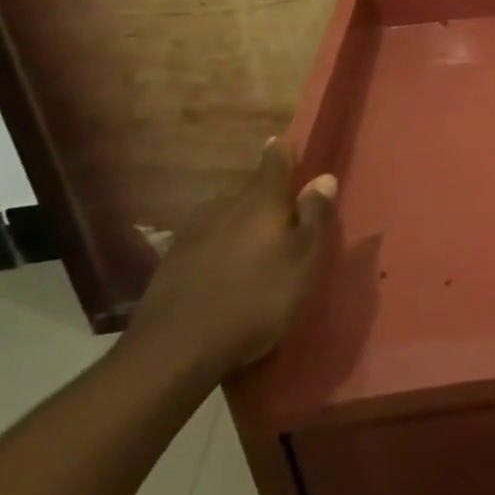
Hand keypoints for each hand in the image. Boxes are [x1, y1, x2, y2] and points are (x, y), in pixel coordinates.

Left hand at [122, 140, 336, 382]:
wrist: (175, 350)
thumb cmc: (256, 299)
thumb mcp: (303, 260)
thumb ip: (315, 216)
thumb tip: (323, 177)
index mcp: (261, 200)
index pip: (274, 161)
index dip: (283, 152)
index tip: (286, 145)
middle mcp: (224, 206)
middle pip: (249, 190)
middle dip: (266, 197)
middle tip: (283, 215)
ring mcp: (193, 233)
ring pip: (225, 216)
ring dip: (241, 225)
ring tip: (255, 247)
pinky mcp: (171, 262)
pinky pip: (206, 242)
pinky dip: (219, 249)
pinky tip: (225, 272)